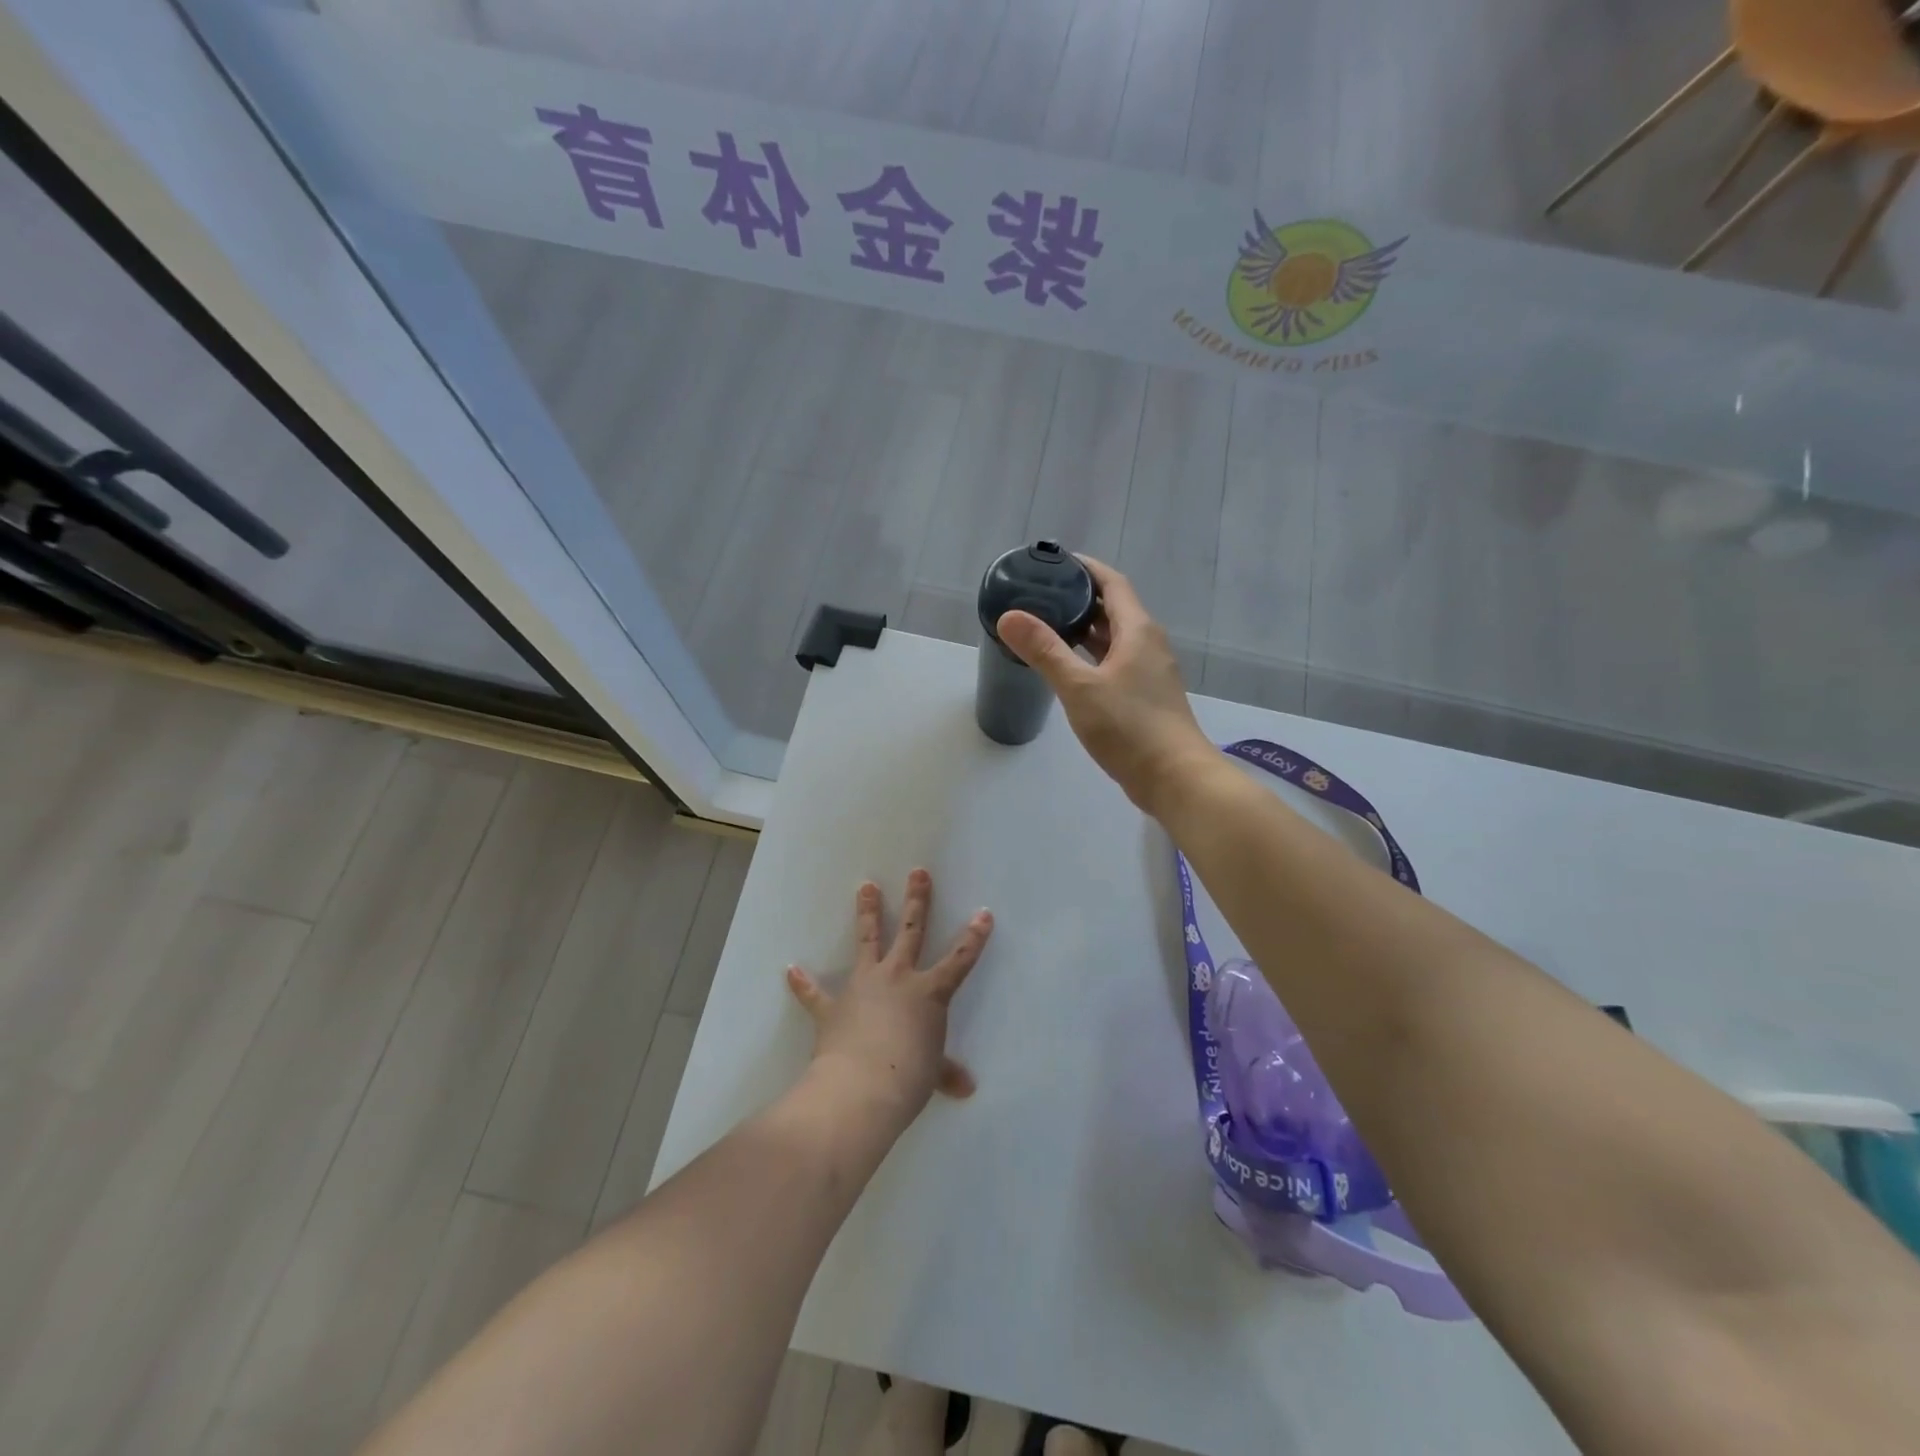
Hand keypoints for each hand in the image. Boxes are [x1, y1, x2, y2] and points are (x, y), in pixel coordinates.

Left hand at [785, 870, 992, 1122]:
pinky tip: (791, 970)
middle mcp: (897, 979)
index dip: (974, 938)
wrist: (862, 1087)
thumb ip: (945, 1072)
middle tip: (917, 872)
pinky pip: (815, 993)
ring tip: (866, 886)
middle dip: (917, 900)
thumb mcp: (932, 1073)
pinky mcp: (832, 1006)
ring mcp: (863, 986)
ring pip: (867, 941)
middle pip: (911, 932)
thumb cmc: (908, 1077)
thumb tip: (965, 1088)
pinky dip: (803, 983)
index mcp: (928, 993)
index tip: (983, 913)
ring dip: (867, 913)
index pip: (959, 960)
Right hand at [996, 556, 1213, 815]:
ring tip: (1048, 627)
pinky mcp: (1146, 697)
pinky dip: (1092, 657)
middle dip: (1080, 599)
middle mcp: (1148, 644)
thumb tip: (1010, 616)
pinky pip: (1116, 663)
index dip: (1086, 568)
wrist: (1174, 777)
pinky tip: (1069, 669)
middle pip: (1113, 609)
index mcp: (1138, 631)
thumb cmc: (1129, 727)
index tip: (1056, 561)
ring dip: (1085, 631)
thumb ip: (1045, 651)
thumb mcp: (1080, 687)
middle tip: (1042, 596)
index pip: (1112, 583)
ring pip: (1114, 639)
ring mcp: (1150, 672)